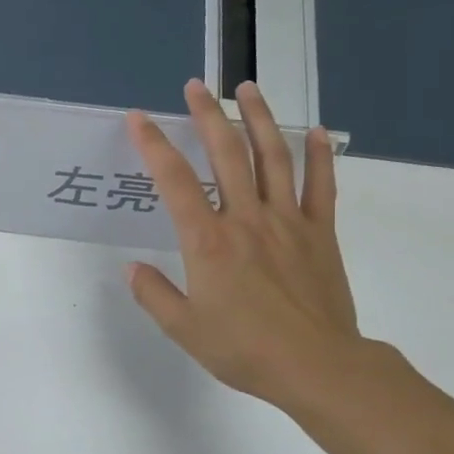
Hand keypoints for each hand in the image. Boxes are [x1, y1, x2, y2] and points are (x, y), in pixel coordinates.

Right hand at [125, 80, 362, 413]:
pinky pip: (320, 186)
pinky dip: (318, 156)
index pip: (174, 181)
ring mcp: (287, 221)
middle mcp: (246, 219)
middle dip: (209, 115)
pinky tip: (314, 131)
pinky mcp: (319, 233)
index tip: (139, 118)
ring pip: (273, 158)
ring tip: (248, 89)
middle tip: (197, 86)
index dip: (154, 145)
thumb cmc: (244, 349)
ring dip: (259, 119)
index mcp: (208, 241)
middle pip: (226, 154)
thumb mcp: (184, 329)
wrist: (317, 367)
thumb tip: (132, 269)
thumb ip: (154, 294)